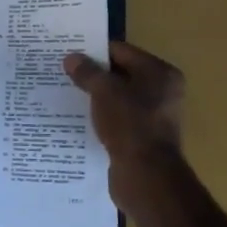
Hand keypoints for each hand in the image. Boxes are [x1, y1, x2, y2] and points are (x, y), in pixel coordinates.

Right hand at [63, 40, 184, 166]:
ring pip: (118, 99)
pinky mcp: (143, 138)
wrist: (145, 175)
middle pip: (121, 75)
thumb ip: (87, 72)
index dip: (94, 51)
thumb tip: (71, 58)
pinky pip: (118, 120)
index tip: (69, 54)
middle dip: (94, 75)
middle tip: (63, 73)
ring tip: (67, 95)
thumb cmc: (129, 123)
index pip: (122, 52)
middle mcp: (163, 91)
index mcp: (160, 73)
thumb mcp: (104, 91)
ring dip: (96, 98)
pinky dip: (102, 117)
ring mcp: (154, 117)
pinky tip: (80, 119)